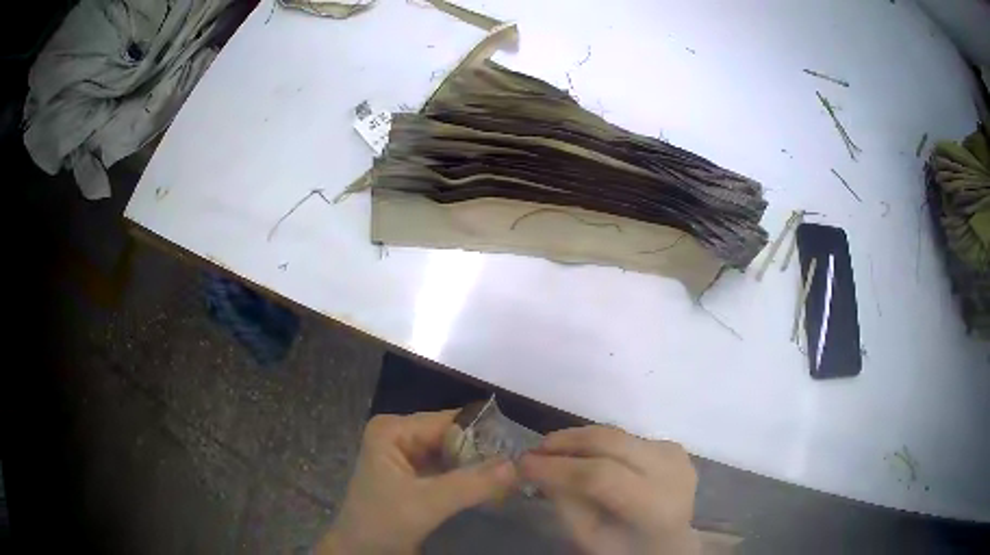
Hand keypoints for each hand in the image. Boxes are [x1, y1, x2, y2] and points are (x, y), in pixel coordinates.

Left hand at [316, 411, 517, 553]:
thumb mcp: (427, 503)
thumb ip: (471, 484)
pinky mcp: (413, 476)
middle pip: (452, 436)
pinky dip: (468, 478)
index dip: (485, 433)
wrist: (360, 553)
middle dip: (483, 452)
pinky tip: (493, 485)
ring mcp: (406, 455)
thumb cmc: (383, 523)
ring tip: (514, 475)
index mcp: (393, 430)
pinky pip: (448, 470)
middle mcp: (399, 435)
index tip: (520, 447)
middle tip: (521, 465)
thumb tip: (518, 464)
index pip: (448, 421)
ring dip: (479, 466)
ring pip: (452, 454)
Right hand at [520, 426, 698, 554]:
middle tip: (535, 449)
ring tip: (552, 449)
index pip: (602, 476)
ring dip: (580, 439)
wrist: (670, 543)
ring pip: (617, 434)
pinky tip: (584, 455)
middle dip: (567, 441)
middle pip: (613, 443)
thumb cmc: (625, 548)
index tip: (523, 464)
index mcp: (654, 507)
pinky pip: (626, 437)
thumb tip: (538, 467)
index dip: (559, 467)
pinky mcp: (671, 446)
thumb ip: (565, 503)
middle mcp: (671, 473)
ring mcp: (675, 455)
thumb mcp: (589, 538)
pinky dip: (599, 443)